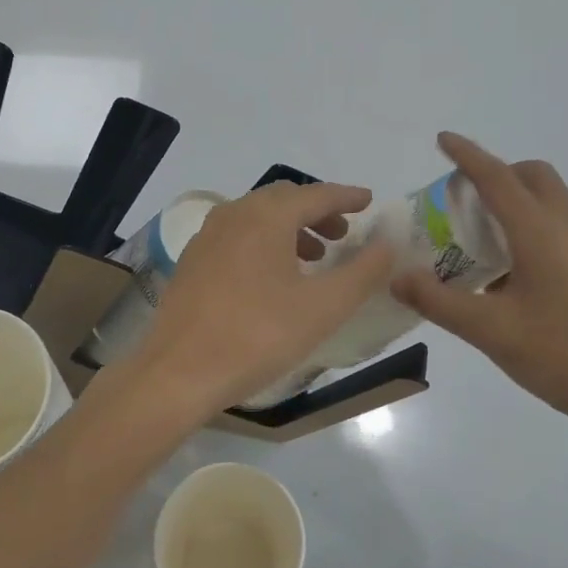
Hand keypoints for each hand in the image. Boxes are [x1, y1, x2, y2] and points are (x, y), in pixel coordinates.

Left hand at [127, 182, 396, 416]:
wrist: (179, 372)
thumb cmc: (257, 336)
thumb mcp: (323, 307)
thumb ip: (362, 272)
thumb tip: (387, 244)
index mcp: (266, 217)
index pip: (316, 195)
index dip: (346, 197)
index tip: (368, 201)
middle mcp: (233, 214)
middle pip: (283, 200)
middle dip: (317, 212)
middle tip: (344, 234)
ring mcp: (207, 237)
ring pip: (257, 218)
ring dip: (290, 229)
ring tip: (314, 257)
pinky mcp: (192, 261)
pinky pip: (237, 237)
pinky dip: (264, 243)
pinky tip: (272, 276)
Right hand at [392, 133, 567, 444]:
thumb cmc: (565, 354)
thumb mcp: (491, 331)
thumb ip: (440, 301)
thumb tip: (398, 277)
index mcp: (540, 231)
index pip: (497, 178)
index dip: (467, 156)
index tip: (443, 140)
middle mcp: (567, 228)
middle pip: (533, 177)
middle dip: (497, 174)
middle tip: (462, 202)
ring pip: (549, 203)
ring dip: (513, 203)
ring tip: (477, 242)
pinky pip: (558, 229)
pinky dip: (528, 230)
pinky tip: (509, 278)